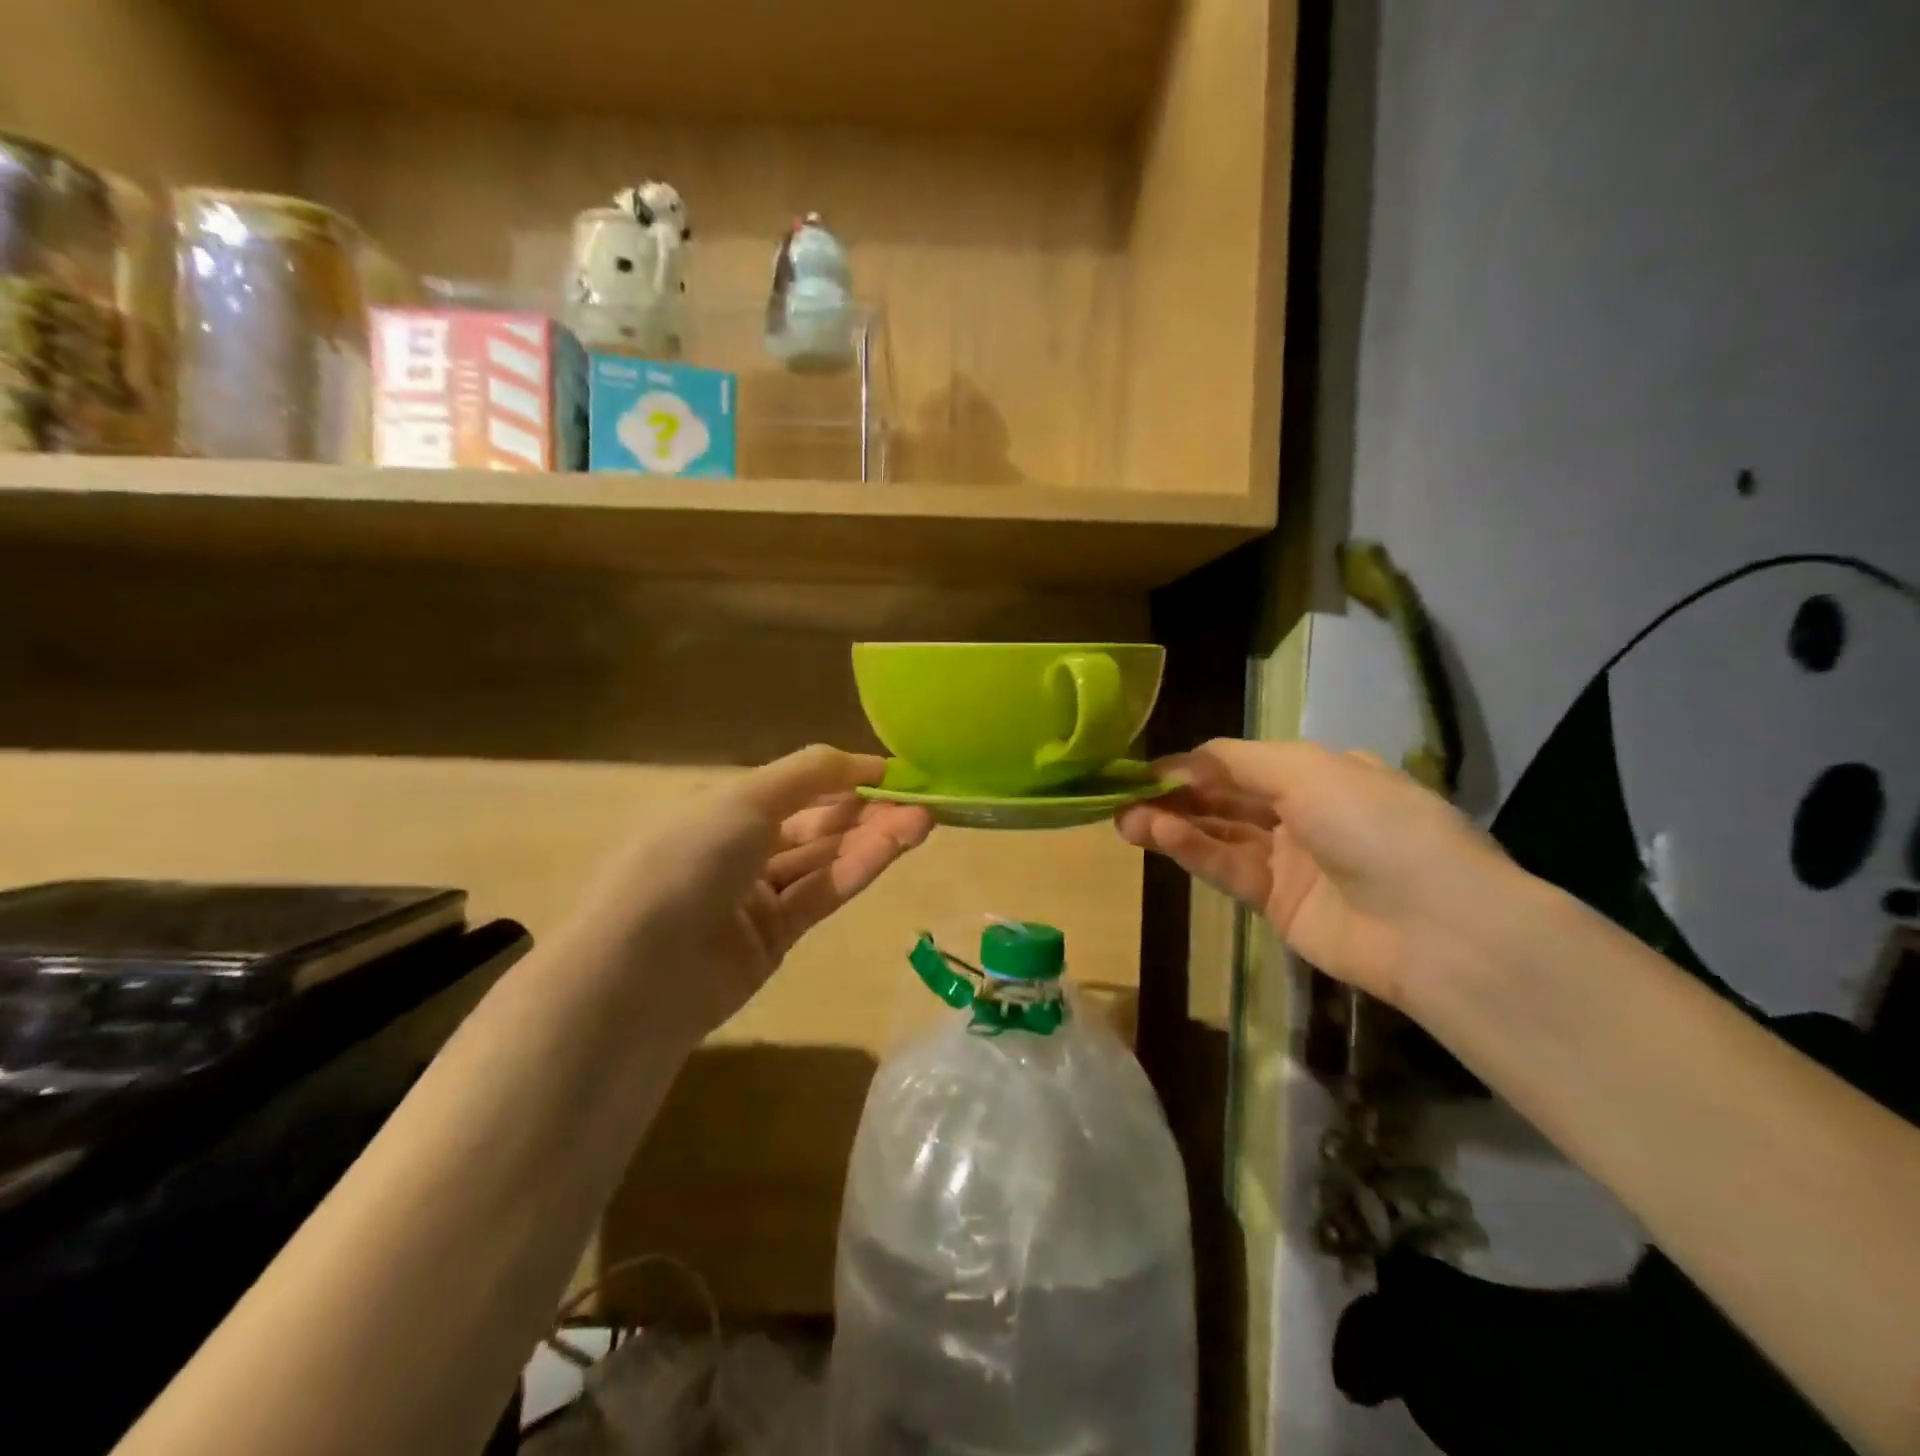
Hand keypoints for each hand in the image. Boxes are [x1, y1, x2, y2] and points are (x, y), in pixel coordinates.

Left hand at [563, 746, 933, 1046]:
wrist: (640, 970)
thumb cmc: (687, 859)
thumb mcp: (746, 798)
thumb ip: (810, 774)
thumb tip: (864, 759)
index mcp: (720, 807)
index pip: (794, 786)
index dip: (843, 776)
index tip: (894, 772)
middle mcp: (737, 848)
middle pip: (814, 823)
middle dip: (866, 809)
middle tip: (921, 800)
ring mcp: (756, 896)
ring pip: (823, 859)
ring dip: (872, 838)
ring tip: (924, 821)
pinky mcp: (774, 938)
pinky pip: (820, 894)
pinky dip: (856, 870)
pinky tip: (894, 849)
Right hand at [1116, 739, 1523, 1006]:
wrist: (1436, 926)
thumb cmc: (1374, 824)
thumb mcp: (1308, 771)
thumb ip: (1238, 761)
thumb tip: (1184, 759)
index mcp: (1320, 773)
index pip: (1242, 762)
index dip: (1195, 764)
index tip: (1147, 769)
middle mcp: (1303, 813)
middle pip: (1225, 798)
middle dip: (1175, 795)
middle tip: (1123, 796)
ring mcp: (1290, 861)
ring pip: (1220, 834)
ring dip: (1174, 824)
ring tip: (1126, 820)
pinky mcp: (1277, 905)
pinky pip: (1229, 869)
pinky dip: (1194, 852)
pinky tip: (1161, 836)